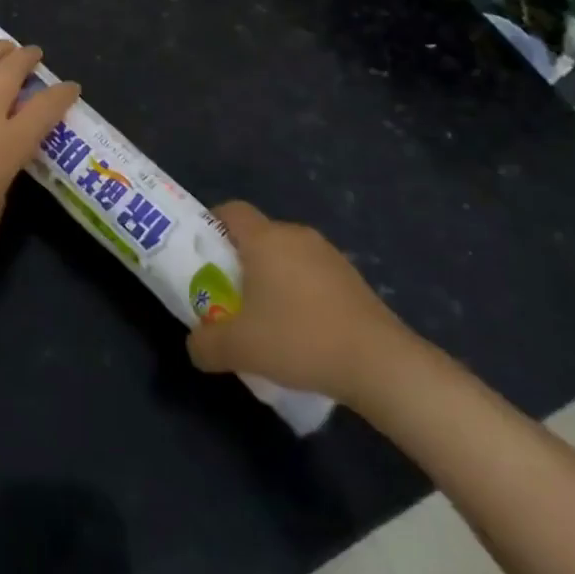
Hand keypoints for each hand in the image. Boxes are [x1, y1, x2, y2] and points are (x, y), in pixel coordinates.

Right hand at [187, 201, 415, 403]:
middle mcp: (295, 236)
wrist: (380, 363)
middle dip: (241, 259)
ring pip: (288, 256)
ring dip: (273, 277)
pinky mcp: (353, 278)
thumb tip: (194, 345)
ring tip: (268, 318)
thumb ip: (206, 344)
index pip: (231, 210)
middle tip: (230, 294)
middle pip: (258, 235)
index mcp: (264, 239)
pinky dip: (301, 292)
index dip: (213, 225)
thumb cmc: (299, 340)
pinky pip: (313, 274)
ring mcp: (328, 255)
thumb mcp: (239, 349)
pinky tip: (303, 330)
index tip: (204, 255)